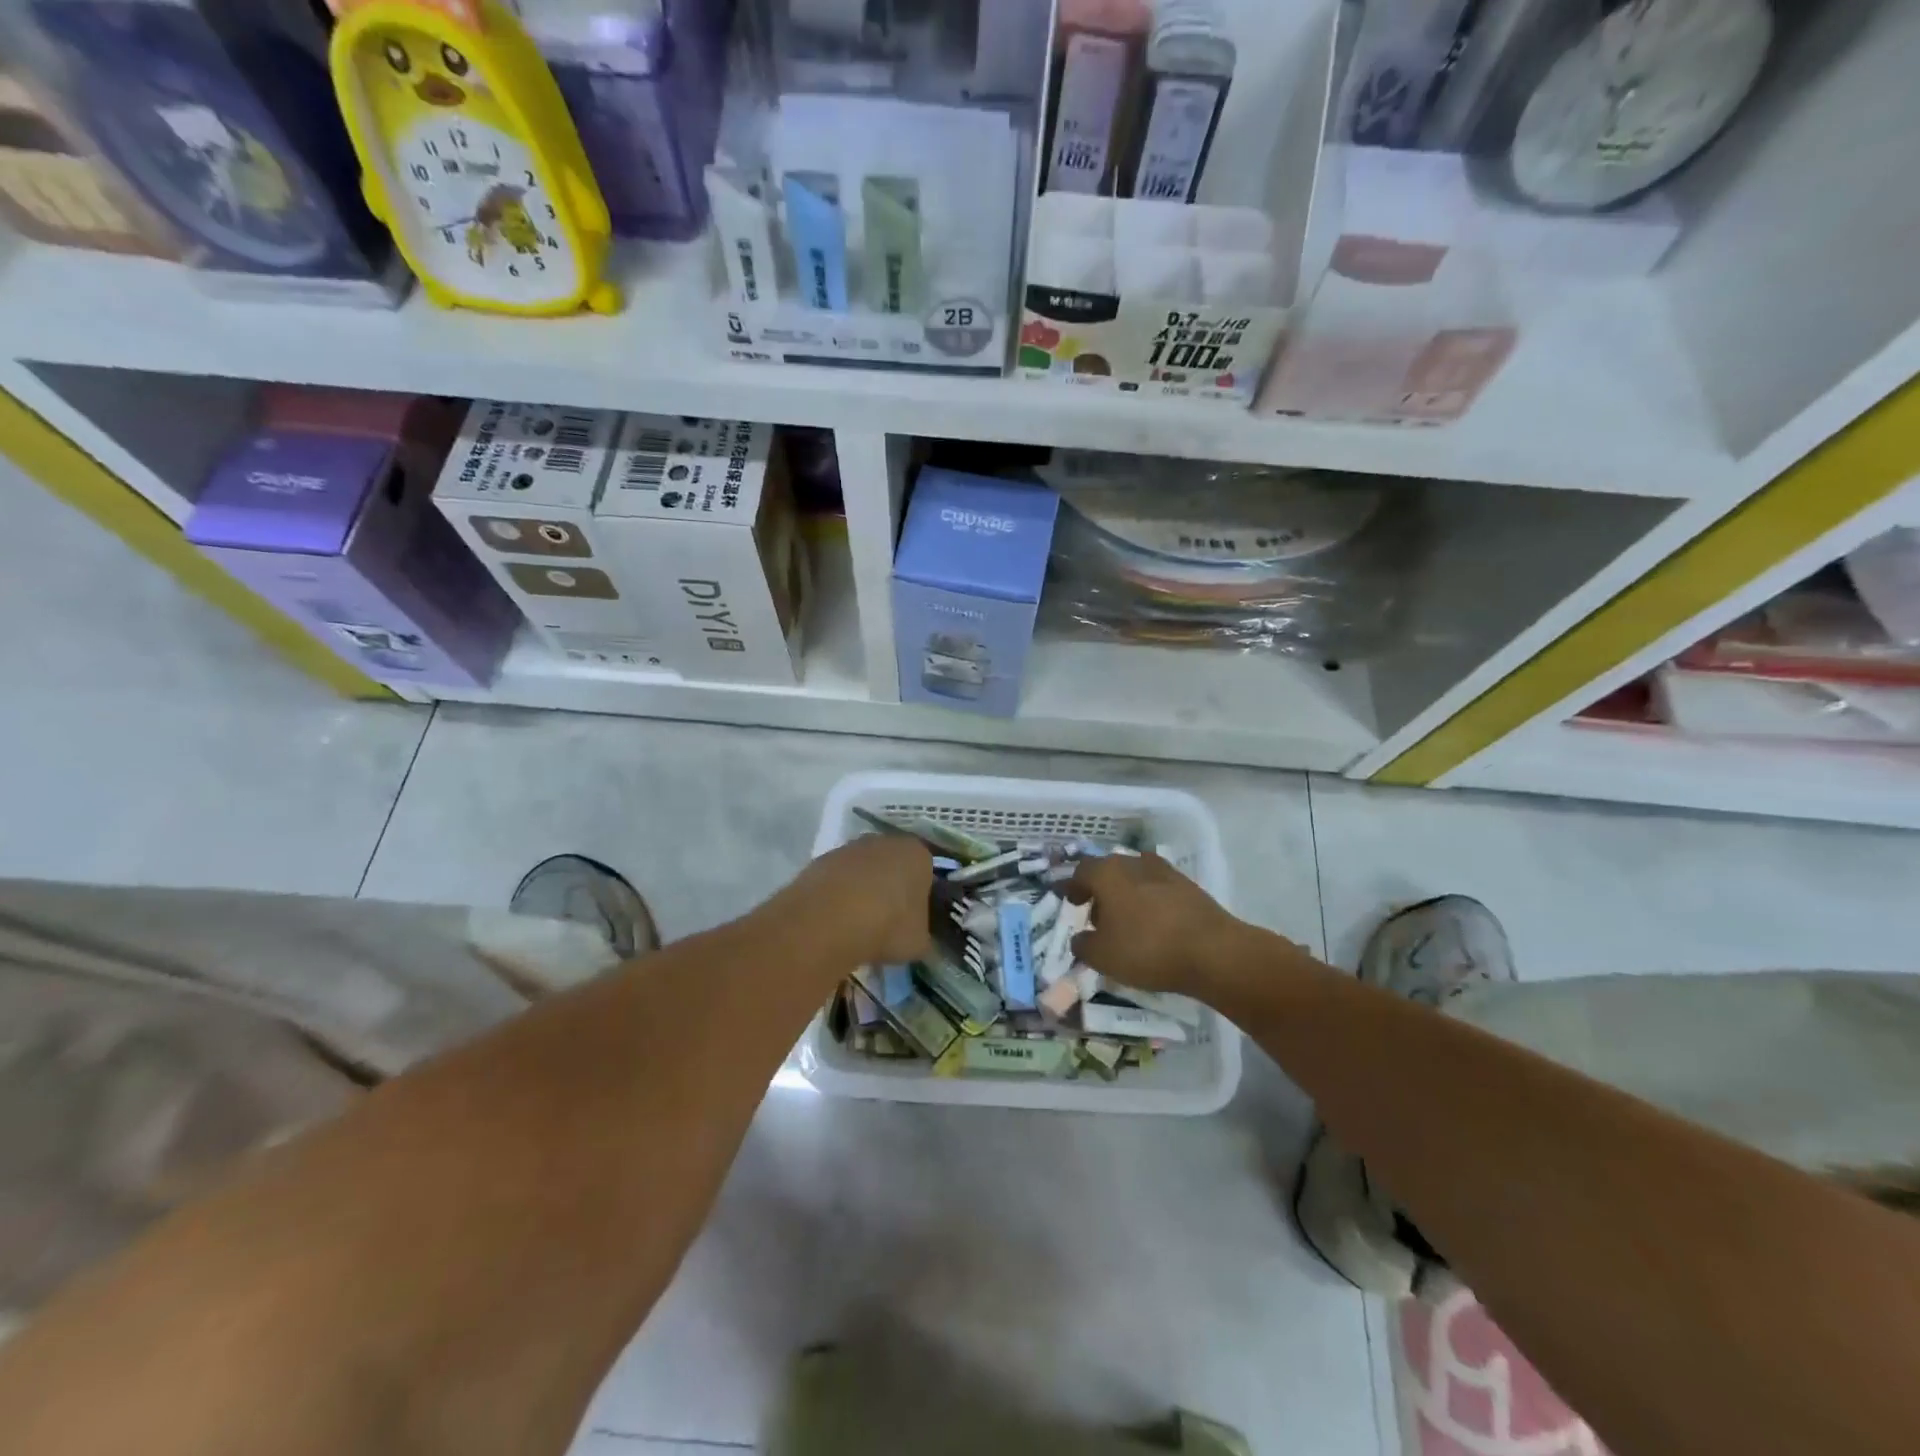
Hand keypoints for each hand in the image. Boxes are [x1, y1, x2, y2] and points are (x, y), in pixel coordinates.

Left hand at [786, 835, 933, 966]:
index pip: (925, 871)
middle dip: (889, 888)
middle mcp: (884, 841)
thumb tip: (915, 936)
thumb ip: (921, 933)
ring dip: (861, 890)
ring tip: (856, 925)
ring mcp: (849, 848)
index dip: (920, 896)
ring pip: (862, 870)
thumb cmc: (888, 926)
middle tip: (885, 921)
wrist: (830, 920)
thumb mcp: (918, 942)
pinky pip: (836, 879)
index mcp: (917, 854)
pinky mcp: (820, 860)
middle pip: (892, 864)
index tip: (912, 919)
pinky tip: (833, 921)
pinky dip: (836, 896)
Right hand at [1066, 852, 1248, 995]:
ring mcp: (1164, 871)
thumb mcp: (1102, 957)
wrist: (1213, 952)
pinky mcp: (1188, 886)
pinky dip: (1149, 902)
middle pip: (1109, 871)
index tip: (1072, 902)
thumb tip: (1080, 938)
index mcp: (1107, 873)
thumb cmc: (1147, 949)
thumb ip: (1083, 945)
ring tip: (1127, 922)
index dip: (1073, 886)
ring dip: (1126, 895)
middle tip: (1097, 915)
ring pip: (1135, 878)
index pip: (1082, 871)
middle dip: (1100, 891)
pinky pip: (1158, 889)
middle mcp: (1134, 862)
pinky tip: (1153, 925)